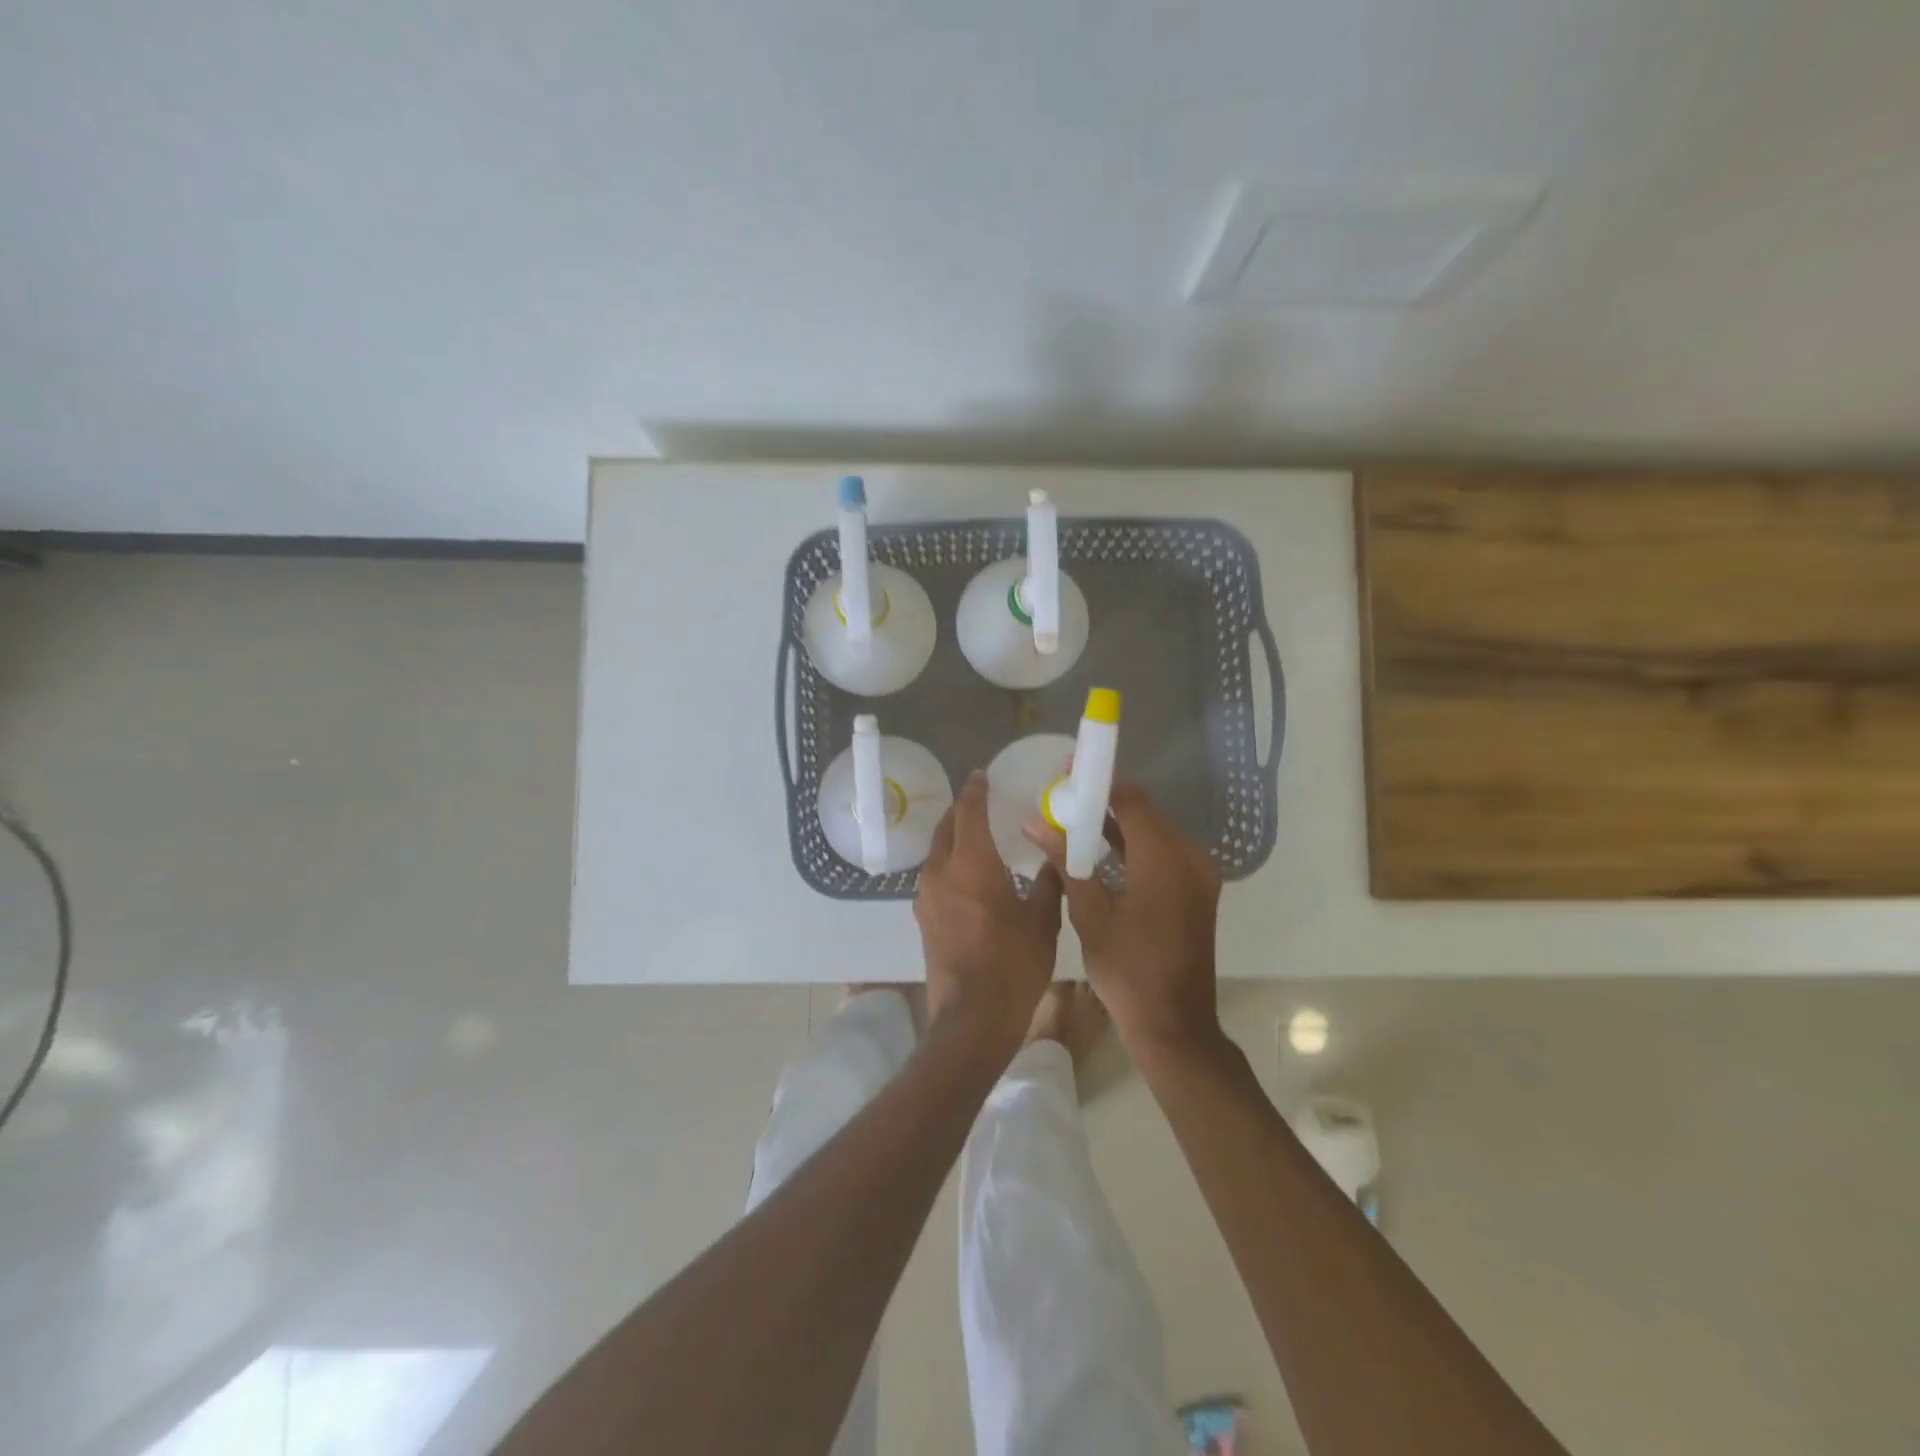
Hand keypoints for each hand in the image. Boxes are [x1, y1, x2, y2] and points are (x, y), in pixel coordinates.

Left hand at [916, 772, 1063, 1057]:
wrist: (972, 1019)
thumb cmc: (1013, 965)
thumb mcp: (1042, 921)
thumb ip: (1049, 882)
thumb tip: (1055, 856)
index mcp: (971, 863)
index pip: (969, 811)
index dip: (976, 790)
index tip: (982, 775)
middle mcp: (941, 871)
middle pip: (946, 827)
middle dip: (962, 810)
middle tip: (982, 801)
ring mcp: (926, 895)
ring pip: (937, 851)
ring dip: (954, 836)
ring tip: (977, 835)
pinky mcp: (922, 917)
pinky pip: (935, 875)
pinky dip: (950, 862)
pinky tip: (968, 873)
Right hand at [1025, 782, 1222, 1057]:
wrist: (1174, 1024)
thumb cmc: (1127, 971)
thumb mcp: (1089, 914)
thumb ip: (1066, 861)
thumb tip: (1035, 822)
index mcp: (1165, 860)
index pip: (1132, 800)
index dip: (1100, 782)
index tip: (1068, 772)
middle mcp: (1190, 858)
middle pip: (1146, 813)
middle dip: (1106, 802)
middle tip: (1065, 798)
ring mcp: (1199, 875)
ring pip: (1155, 833)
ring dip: (1119, 825)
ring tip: (1075, 820)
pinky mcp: (1198, 891)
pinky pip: (1164, 853)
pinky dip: (1135, 847)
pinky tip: (1103, 851)